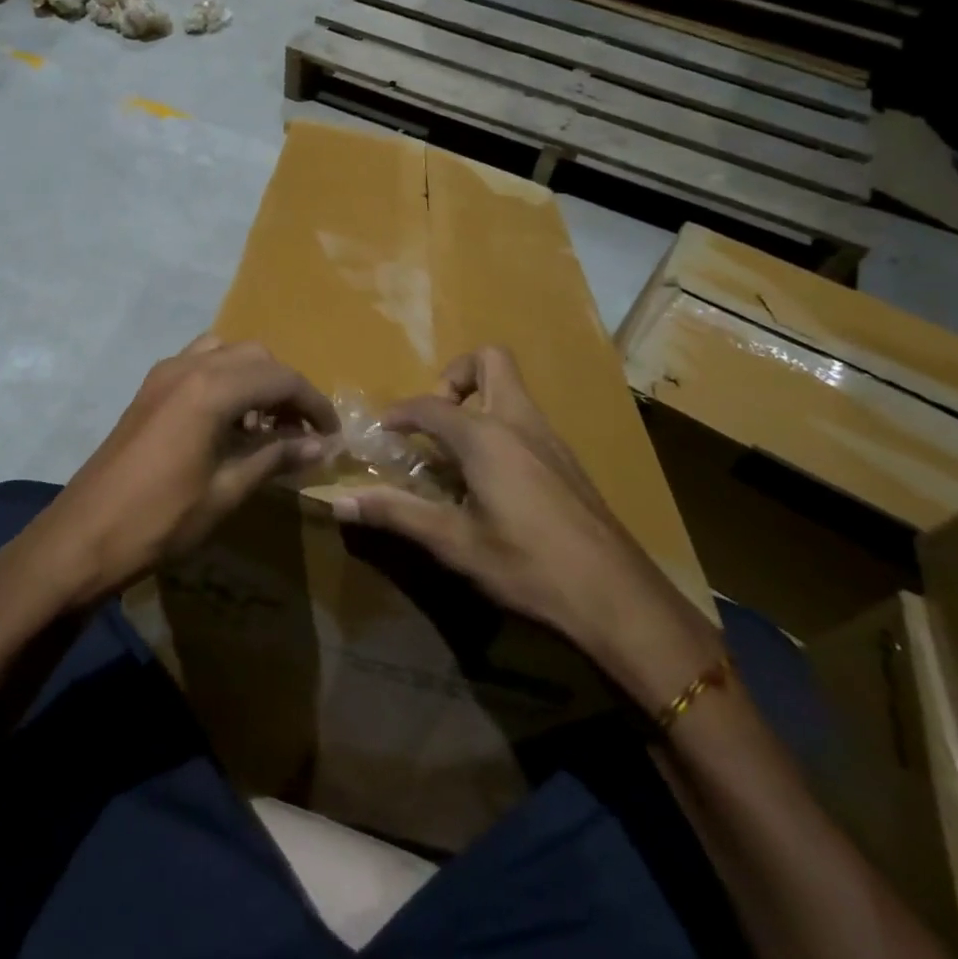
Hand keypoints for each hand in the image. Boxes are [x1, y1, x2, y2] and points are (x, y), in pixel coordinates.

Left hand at [0, 336, 338, 611]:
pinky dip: (226, 381)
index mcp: (211, 388)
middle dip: (286, 387)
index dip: (314, 403)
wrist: (82, 537)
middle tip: (303, 430)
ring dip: (255, 379)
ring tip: (269, 424)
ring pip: (226, 353)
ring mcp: (164, 374)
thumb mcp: (227, 491)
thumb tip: (321, 445)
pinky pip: (200, 365)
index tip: (332, 433)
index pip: (281, 378)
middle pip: (256, 357)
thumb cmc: (161, 519)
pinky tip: (231, 422)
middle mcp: (189, 366)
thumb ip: (276, 457)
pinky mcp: (149, 389)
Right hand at [332, 347, 723, 713]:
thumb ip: (396, 513)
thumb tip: (339, 502)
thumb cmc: (528, 565)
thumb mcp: (454, 543)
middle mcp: (519, 422)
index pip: (430, 405)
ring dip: (478, 401)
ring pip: (512, 389)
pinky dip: (499, 427)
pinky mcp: (567, 461)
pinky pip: (525, 419)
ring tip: (454, 452)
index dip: (399, 413)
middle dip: (455, 375)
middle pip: (490, 360)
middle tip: (435, 420)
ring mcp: (549, 438)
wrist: (618, 597)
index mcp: (486, 436)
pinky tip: (491, 479)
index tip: (381, 432)